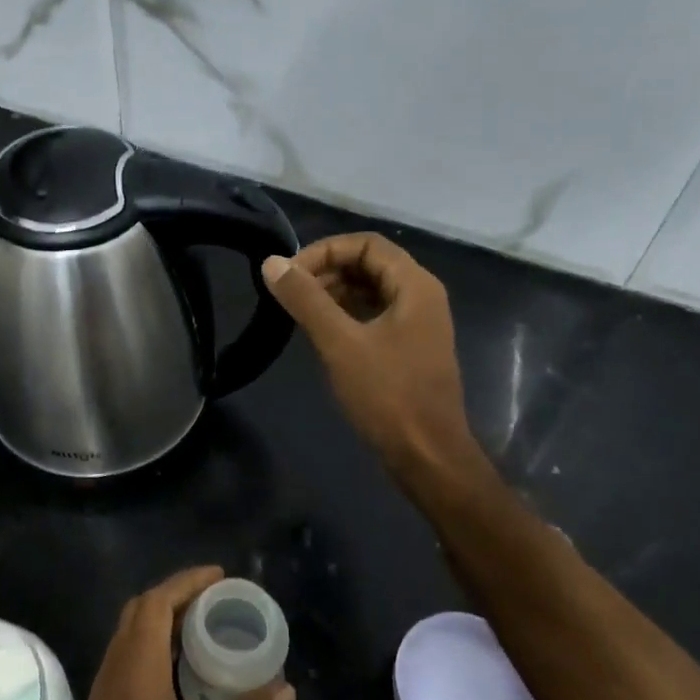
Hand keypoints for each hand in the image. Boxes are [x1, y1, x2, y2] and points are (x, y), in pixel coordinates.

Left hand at [55, 567, 293, 699]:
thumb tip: (285, 688)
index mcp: (136, 676)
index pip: (154, 605)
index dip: (186, 582)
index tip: (220, 577)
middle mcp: (112, 676)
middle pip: (137, 613)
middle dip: (174, 595)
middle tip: (215, 598)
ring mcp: (101, 699)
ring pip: (126, 637)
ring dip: (160, 621)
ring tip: (202, 626)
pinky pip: (123, 660)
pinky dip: (150, 646)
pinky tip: (178, 671)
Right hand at [263, 234, 486, 484]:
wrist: (427, 456)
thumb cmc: (387, 394)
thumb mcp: (340, 343)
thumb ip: (306, 299)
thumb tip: (272, 263)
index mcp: (415, 285)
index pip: (366, 243)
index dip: (325, 250)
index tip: (291, 273)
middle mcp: (421, 296)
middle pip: (369, 263)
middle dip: (327, 270)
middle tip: (290, 292)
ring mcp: (417, 324)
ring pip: (370, 291)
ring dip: (334, 292)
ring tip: (299, 311)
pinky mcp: (408, 349)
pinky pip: (374, 316)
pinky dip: (345, 314)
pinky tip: (320, 332)